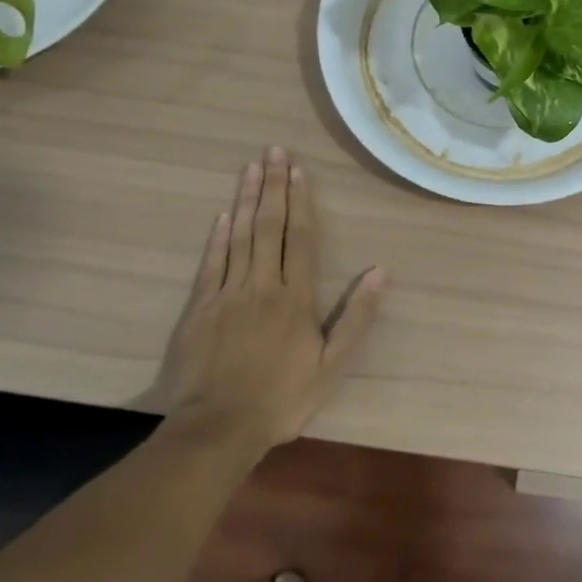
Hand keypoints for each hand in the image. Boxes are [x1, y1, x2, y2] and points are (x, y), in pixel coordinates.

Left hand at [157, 147, 385, 446]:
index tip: (298, 169)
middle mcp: (262, 285)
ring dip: (247, 199)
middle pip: (268, 227)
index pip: (300, 238)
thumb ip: (357, 317)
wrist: (216, 431)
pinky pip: (212, 262)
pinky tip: (224, 213)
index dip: (300, 201)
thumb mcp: (332, 366)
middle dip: (272, 186)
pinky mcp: (200, 309)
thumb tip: (381, 271)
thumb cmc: (281, 399)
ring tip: (251, 168)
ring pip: (239, 236)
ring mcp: (227, 294)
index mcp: (295, 297)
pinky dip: (218, 235)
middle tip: (272, 151)